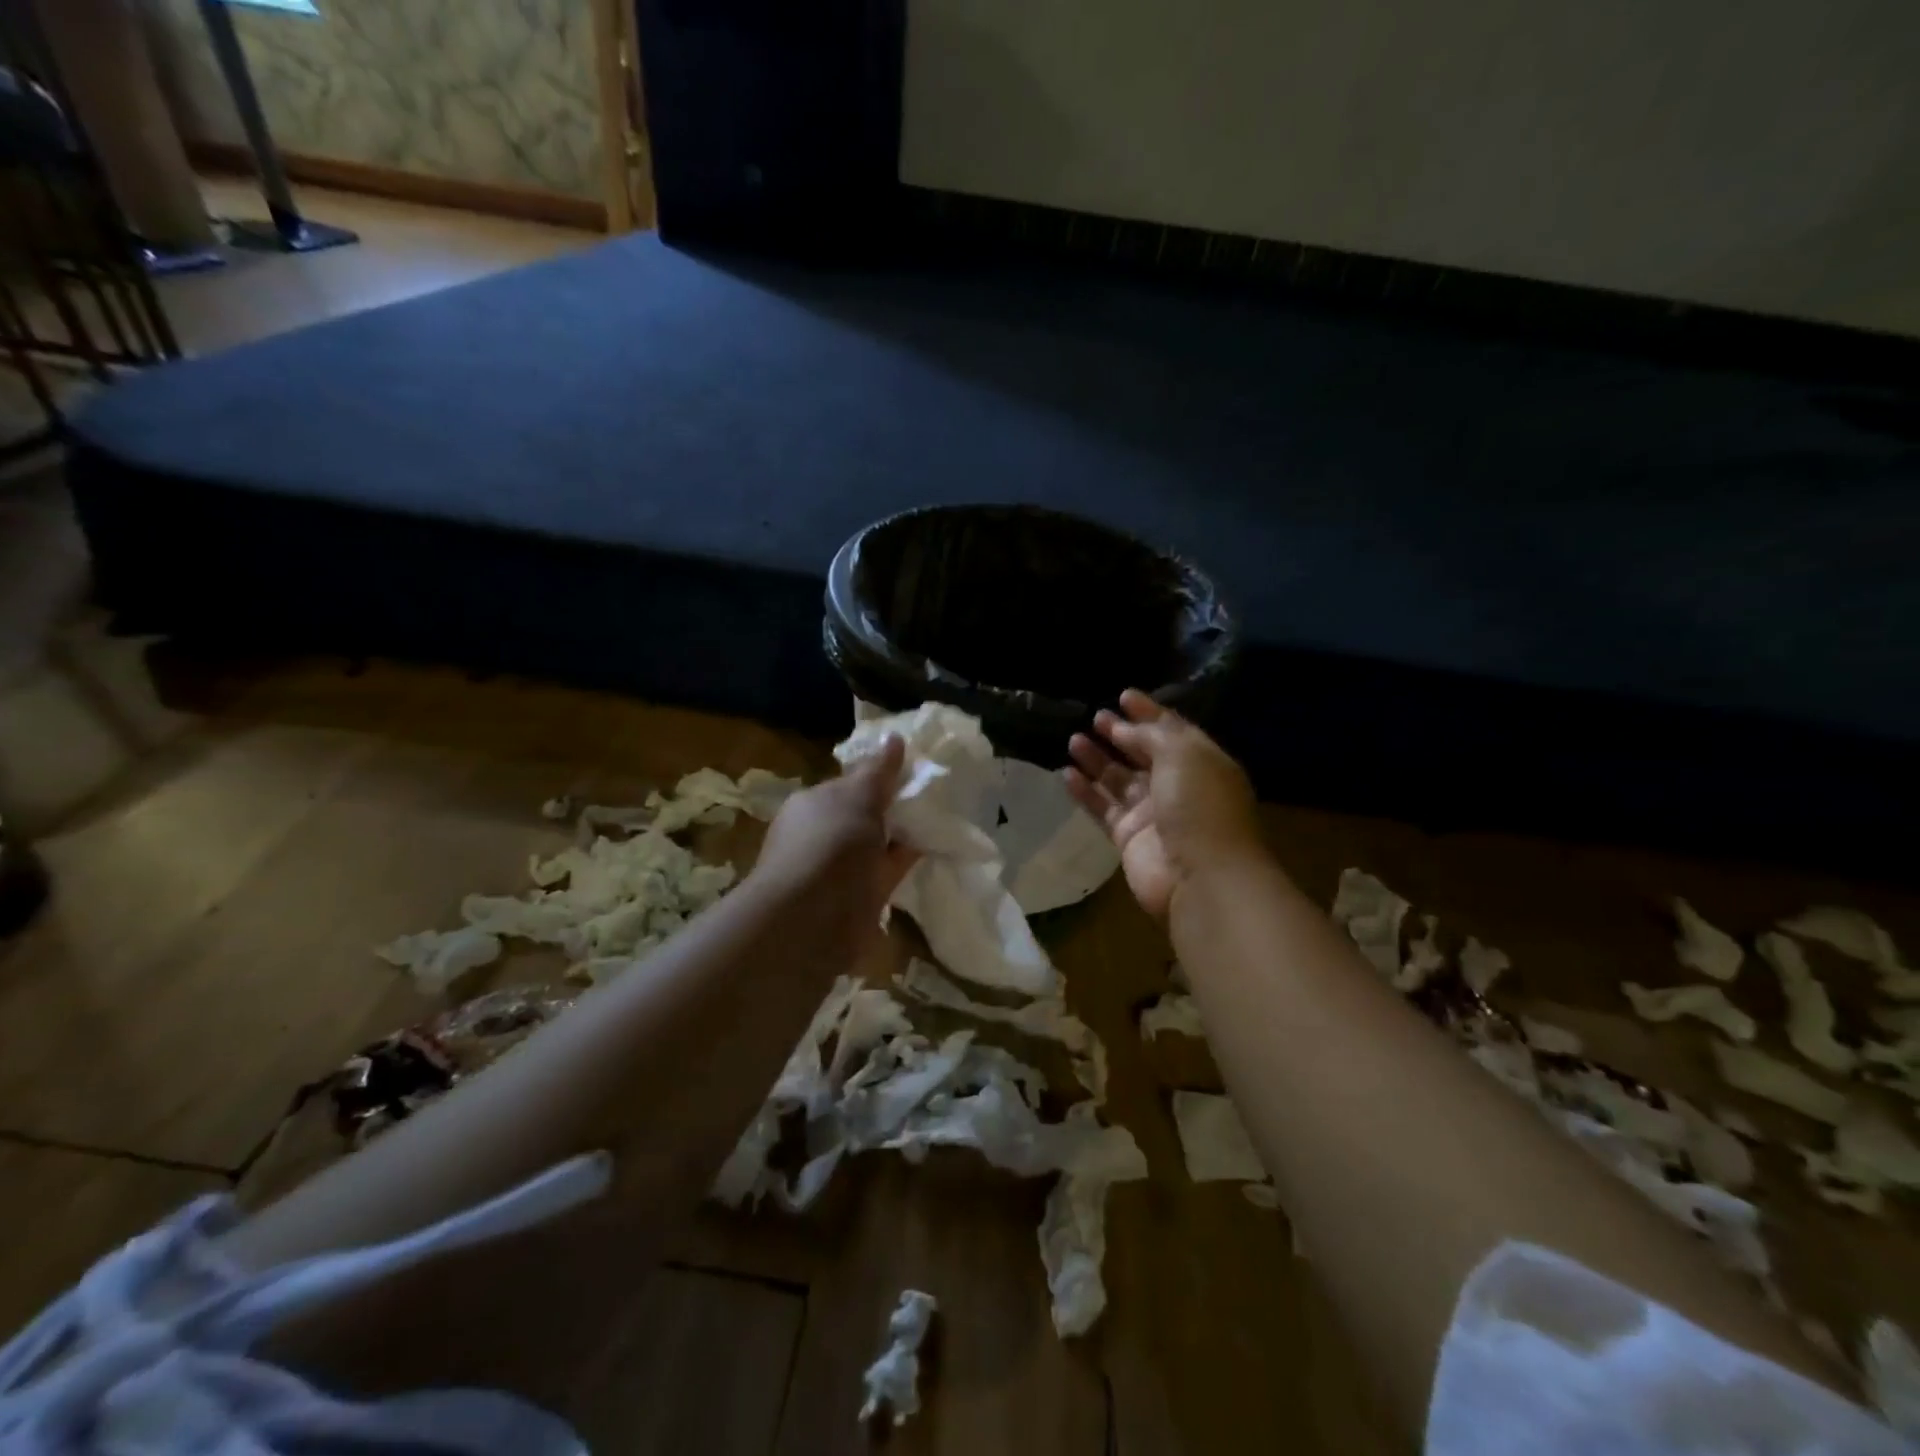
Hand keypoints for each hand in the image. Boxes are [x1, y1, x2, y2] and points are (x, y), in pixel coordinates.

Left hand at [753, 736, 917, 949]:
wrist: (811, 920)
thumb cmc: (829, 845)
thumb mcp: (856, 797)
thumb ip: (878, 771)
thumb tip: (894, 738)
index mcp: (813, 804)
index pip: (849, 784)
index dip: (880, 775)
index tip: (915, 768)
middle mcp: (824, 835)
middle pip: (866, 814)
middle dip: (894, 805)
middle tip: (937, 791)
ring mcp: (841, 869)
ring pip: (879, 843)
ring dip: (904, 833)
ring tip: (944, 814)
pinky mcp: (861, 898)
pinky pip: (890, 870)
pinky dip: (909, 859)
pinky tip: (937, 845)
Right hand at [1066, 690, 1262, 919]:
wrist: (1201, 877)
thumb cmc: (1199, 805)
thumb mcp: (1183, 754)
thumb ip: (1153, 734)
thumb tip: (1125, 726)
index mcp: (1201, 762)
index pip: (1172, 730)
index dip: (1148, 712)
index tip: (1122, 696)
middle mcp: (1177, 786)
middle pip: (1143, 754)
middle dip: (1121, 734)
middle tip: (1095, 717)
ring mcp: (1152, 814)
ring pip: (1119, 780)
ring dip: (1098, 759)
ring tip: (1074, 739)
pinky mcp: (1129, 838)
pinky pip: (1103, 808)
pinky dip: (1086, 792)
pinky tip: (1067, 774)